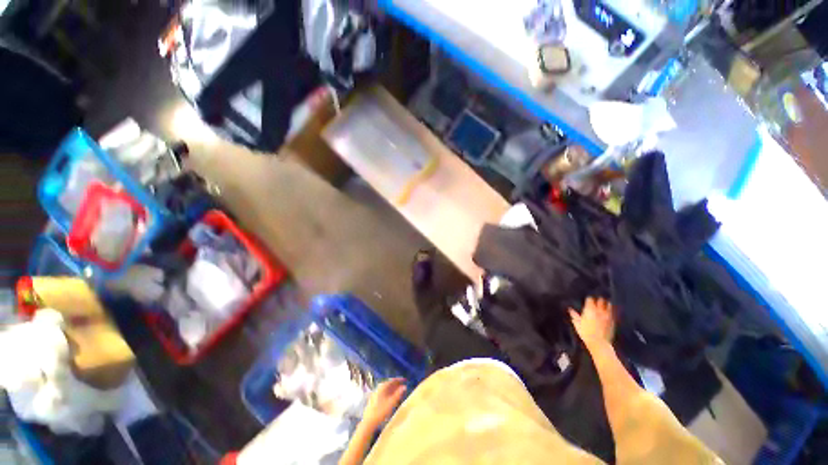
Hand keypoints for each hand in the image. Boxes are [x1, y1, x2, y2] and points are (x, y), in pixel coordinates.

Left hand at [362, 378, 406, 427]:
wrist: (369, 421)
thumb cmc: (381, 411)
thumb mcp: (391, 403)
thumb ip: (398, 394)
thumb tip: (404, 387)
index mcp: (383, 387)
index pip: (392, 380)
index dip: (399, 380)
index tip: (405, 380)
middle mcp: (379, 388)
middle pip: (389, 384)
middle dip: (396, 384)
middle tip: (403, 386)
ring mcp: (376, 393)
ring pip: (386, 389)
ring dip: (393, 389)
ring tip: (399, 392)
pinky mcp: (374, 399)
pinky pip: (384, 392)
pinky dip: (389, 393)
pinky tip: (391, 397)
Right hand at [569, 297, 614, 346]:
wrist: (598, 343)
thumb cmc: (585, 333)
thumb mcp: (577, 324)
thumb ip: (574, 315)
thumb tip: (570, 309)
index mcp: (589, 310)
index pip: (590, 300)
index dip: (589, 299)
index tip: (588, 298)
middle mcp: (598, 311)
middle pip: (600, 301)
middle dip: (599, 300)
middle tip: (598, 298)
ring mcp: (606, 316)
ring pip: (608, 306)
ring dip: (607, 304)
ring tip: (607, 302)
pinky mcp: (612, 321)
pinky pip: (612, 314)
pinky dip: (611, 311)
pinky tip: (611, 311)